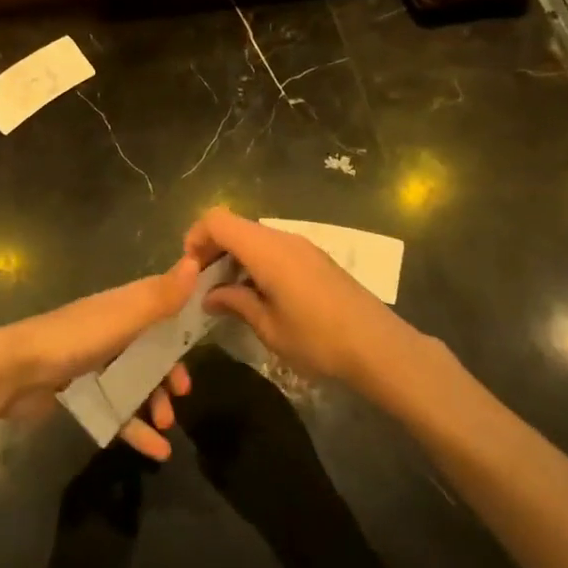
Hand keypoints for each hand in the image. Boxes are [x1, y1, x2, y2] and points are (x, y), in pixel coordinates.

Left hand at [0, 256, 199, 460]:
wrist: (14, 372)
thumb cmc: (74, 339)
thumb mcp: (124, 317)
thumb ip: (160, 296)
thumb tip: (196, 262)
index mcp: (122, 307)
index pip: (162, 307)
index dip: (183, 323)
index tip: (202, 342)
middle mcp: (112, 330)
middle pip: (152, 349)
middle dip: (170, 371)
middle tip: (182, 393)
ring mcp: (95, 362)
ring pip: (137, 381)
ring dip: (155, 402)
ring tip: (166, 425)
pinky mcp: (82, 392)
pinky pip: (118, 409)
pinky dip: (137, 428)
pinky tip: (156, 450)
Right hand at [185, 208, 417, 387]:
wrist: (380, 347)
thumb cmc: (319, 340)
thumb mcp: (269, 327)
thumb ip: (236, 303)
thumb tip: (210, 295)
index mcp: (266, 250)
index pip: (217, 221)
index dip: (196, 237)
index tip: (188, 271)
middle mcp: (282, 238)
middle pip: (234, 226)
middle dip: (212, 250)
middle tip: (202, 287)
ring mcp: (301, 246)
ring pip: (254, 237)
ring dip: (234, 257)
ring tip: (227, 294)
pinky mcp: (314, 258)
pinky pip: (273, 248)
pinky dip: (255, 262)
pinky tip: (258, 295)